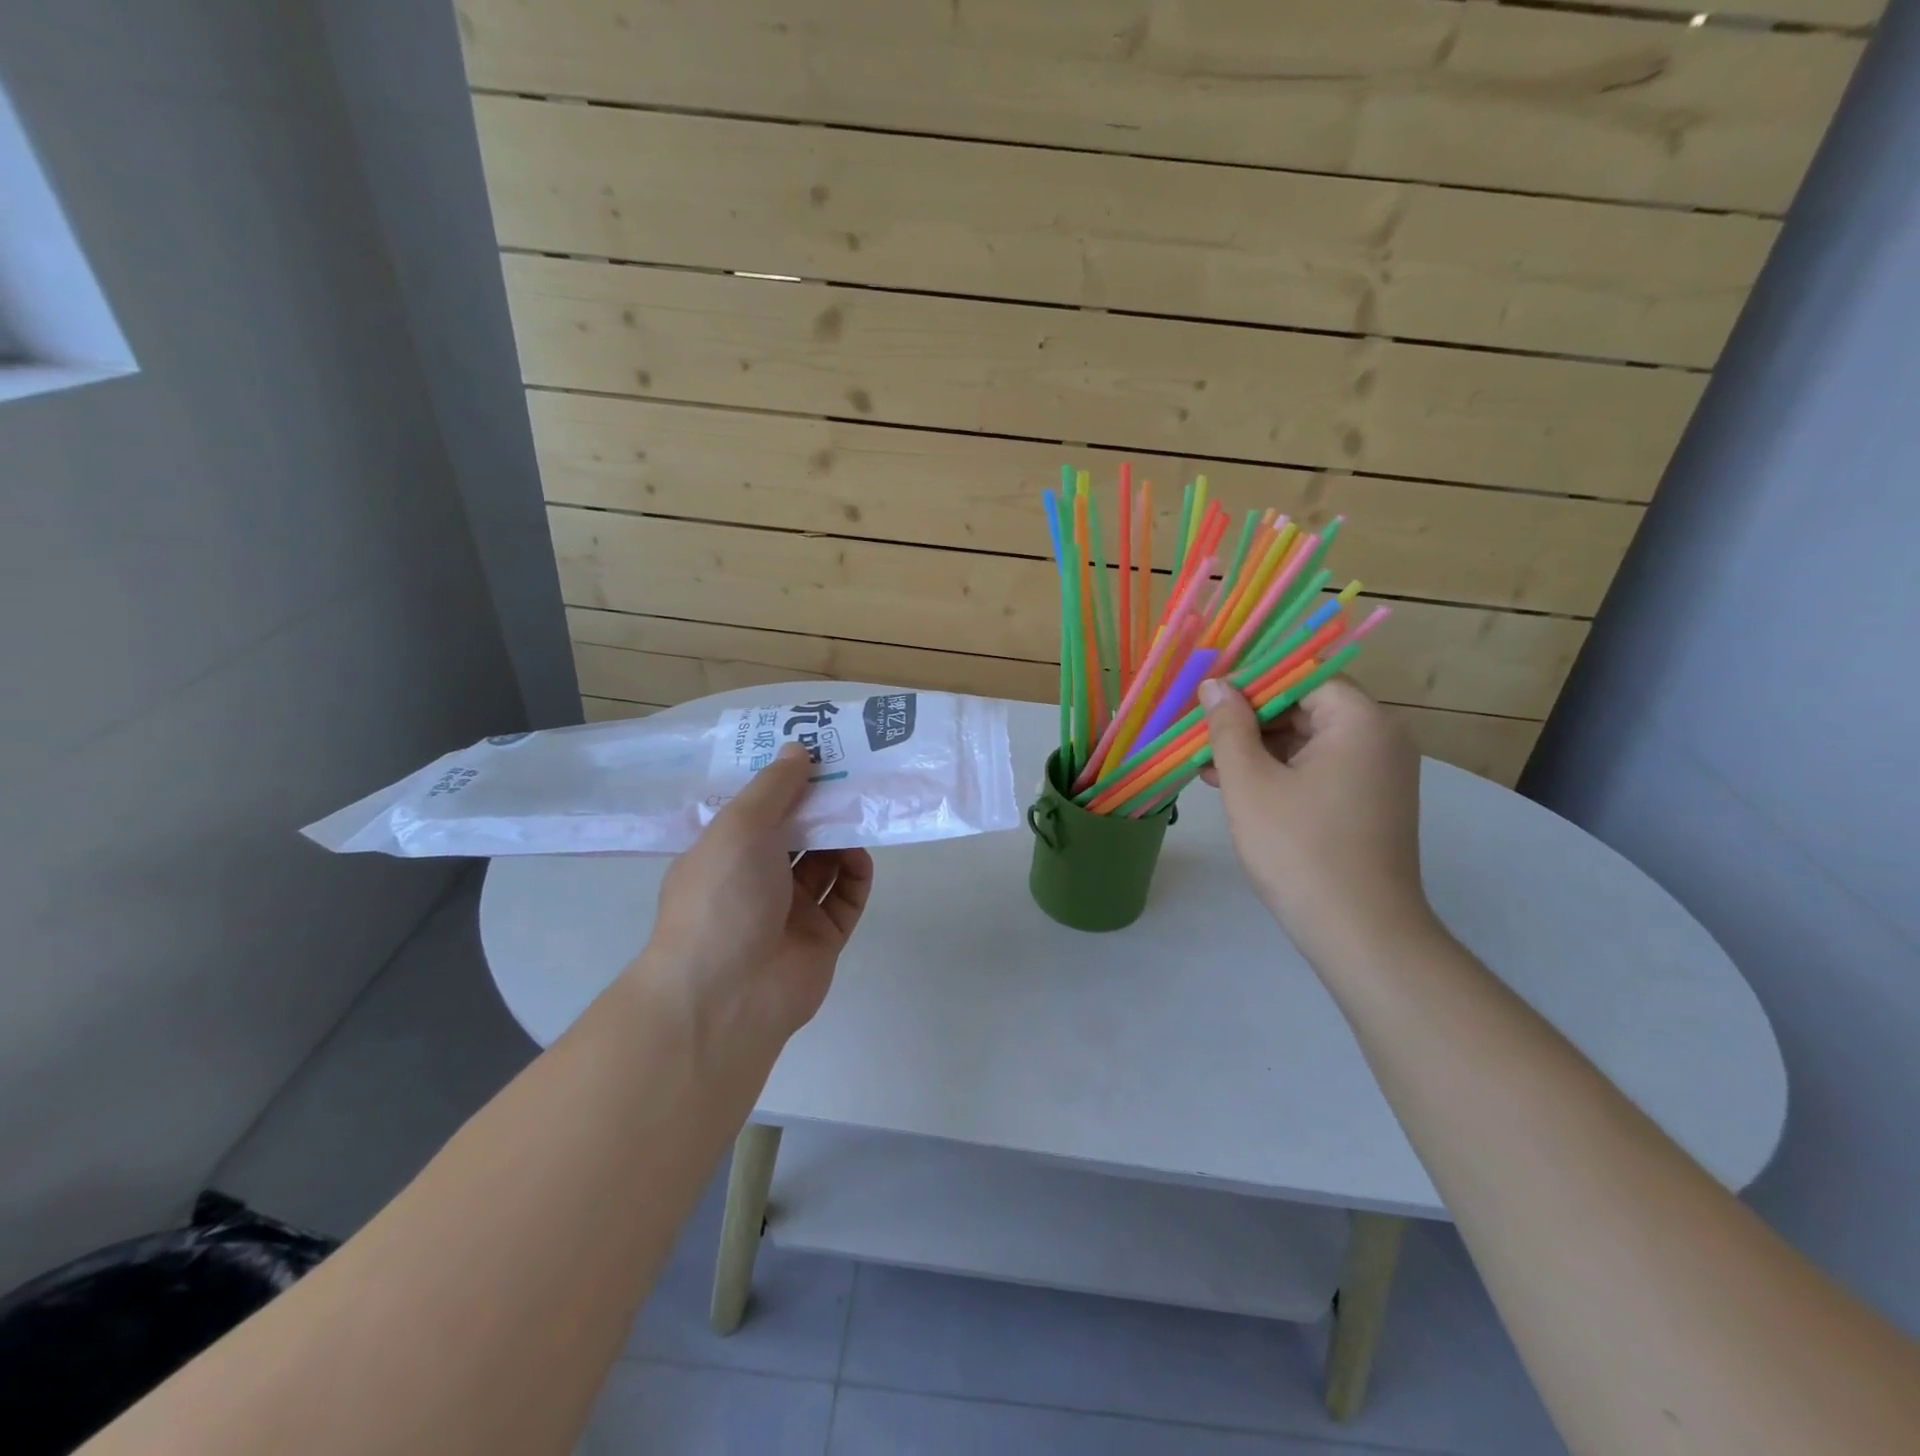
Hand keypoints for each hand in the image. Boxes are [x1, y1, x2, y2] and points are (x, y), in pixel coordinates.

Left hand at [638, 745, 874, 1044]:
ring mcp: (789, 911)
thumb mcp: (739, 828)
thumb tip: (798, 748)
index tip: (816, 750)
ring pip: (824, 863)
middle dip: (821, 805)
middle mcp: (756, 879)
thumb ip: (773, 787)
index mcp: (725, 852)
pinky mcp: (822, 937)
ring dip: (841, 837)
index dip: (785, 780)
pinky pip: (845, 897)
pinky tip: (861, 856)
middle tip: (853, 773)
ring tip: (862, 810)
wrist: (727, 995)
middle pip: (796, 833)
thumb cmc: (722, 898)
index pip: (758, 808)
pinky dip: (855, 875)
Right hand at [1197, 676, 1432, 961]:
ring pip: (1308, 741)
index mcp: (1360, 721)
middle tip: (1201, 730)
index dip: (1252, 680)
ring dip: (1259, 748)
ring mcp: (1377, 774)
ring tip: (1206, 762)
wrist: (1360, 933)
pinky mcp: (1368, 803)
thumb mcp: (1250, 783)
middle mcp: (1380, 738)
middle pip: (1306, 706)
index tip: (1208, 693)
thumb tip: (1215, 685)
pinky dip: (1280, 772)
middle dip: (1250, 718)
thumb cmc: (1300, 849)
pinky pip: (1319, 769)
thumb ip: (1229, 727)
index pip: (1303, 675)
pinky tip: (1234, 785)